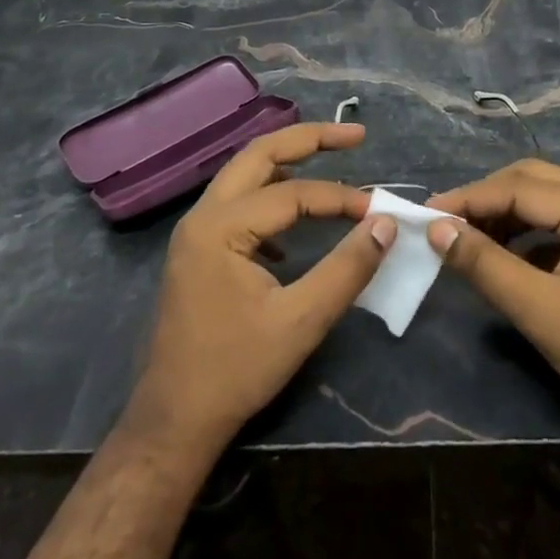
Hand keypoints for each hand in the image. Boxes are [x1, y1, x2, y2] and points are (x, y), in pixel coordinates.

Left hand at [125, 123, 395, 451]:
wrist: (173, 421)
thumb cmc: (236, 370)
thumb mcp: (301, 321)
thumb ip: (347, 268)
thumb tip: (385, 224)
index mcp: (221, 227)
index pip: (292, 193)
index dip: (340, 198)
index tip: (378, 212)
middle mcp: (202, 216)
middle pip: (259, 154)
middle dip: (309, 139)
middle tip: (354, 137)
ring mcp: (196, 232)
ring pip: (246, 175)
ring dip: (288, 163)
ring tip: (329, 161)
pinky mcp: (199, 250)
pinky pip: (239, 204)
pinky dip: (272, 197)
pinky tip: (295, 227)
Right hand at [426, 159, 559, 448]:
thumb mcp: (539, 310)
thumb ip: (485, 264)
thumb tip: (437, 229)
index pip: (520, 188)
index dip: (471, 199)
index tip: (428, 211)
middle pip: (534, 179)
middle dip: (487, 197)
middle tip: (446, 219)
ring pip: (546, 195)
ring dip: (506, 210)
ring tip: (468, 235)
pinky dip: (527, 228)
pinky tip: (503, 250)